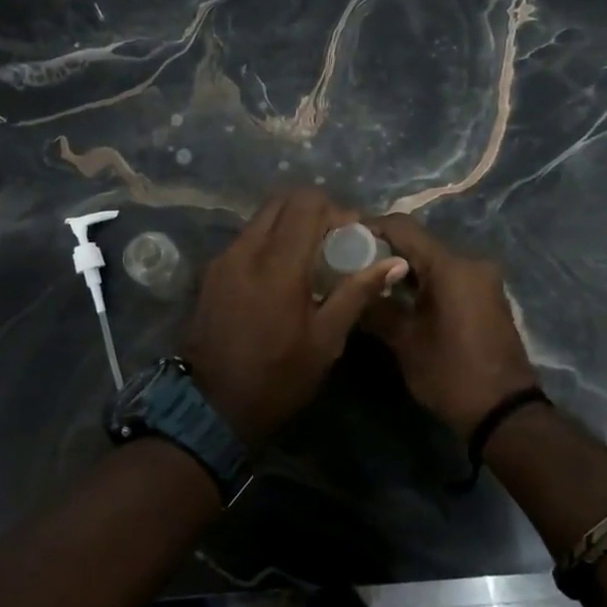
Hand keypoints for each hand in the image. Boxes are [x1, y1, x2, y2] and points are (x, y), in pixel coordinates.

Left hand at [181, 188, 407, 448]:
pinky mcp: (213, 271)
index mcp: (277, 265)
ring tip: (310, 258)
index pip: (306, 203)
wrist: (211, 406)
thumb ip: (357, 293)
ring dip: (290, 225)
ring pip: (261, 218)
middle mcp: (246, 250)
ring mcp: (224, 258)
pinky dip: (270, 241)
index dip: (335, 210)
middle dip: (312, 210)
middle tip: (333, 240)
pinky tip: (283, 273)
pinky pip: (247, 238)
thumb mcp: (326, 341)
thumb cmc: (277, 378)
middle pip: (281, 200)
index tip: (352, 235)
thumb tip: (395, 262)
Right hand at [362, 213, 540, 439]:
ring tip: (368, 282)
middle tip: (350, 264)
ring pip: (432, 260)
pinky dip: (422, 281)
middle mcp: (470, 263)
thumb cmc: (451, 374)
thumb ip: (376, 307)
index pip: (403, 228)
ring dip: (403, 268)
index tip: (343, 237)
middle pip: (418, 243)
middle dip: (383, 251)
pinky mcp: (486, 296)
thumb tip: (349, 288)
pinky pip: (447, 277)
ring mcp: (482, 279)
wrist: (505, 413)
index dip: (370, 227)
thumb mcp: (404, 342)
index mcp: (451, 267)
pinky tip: (398, 298)